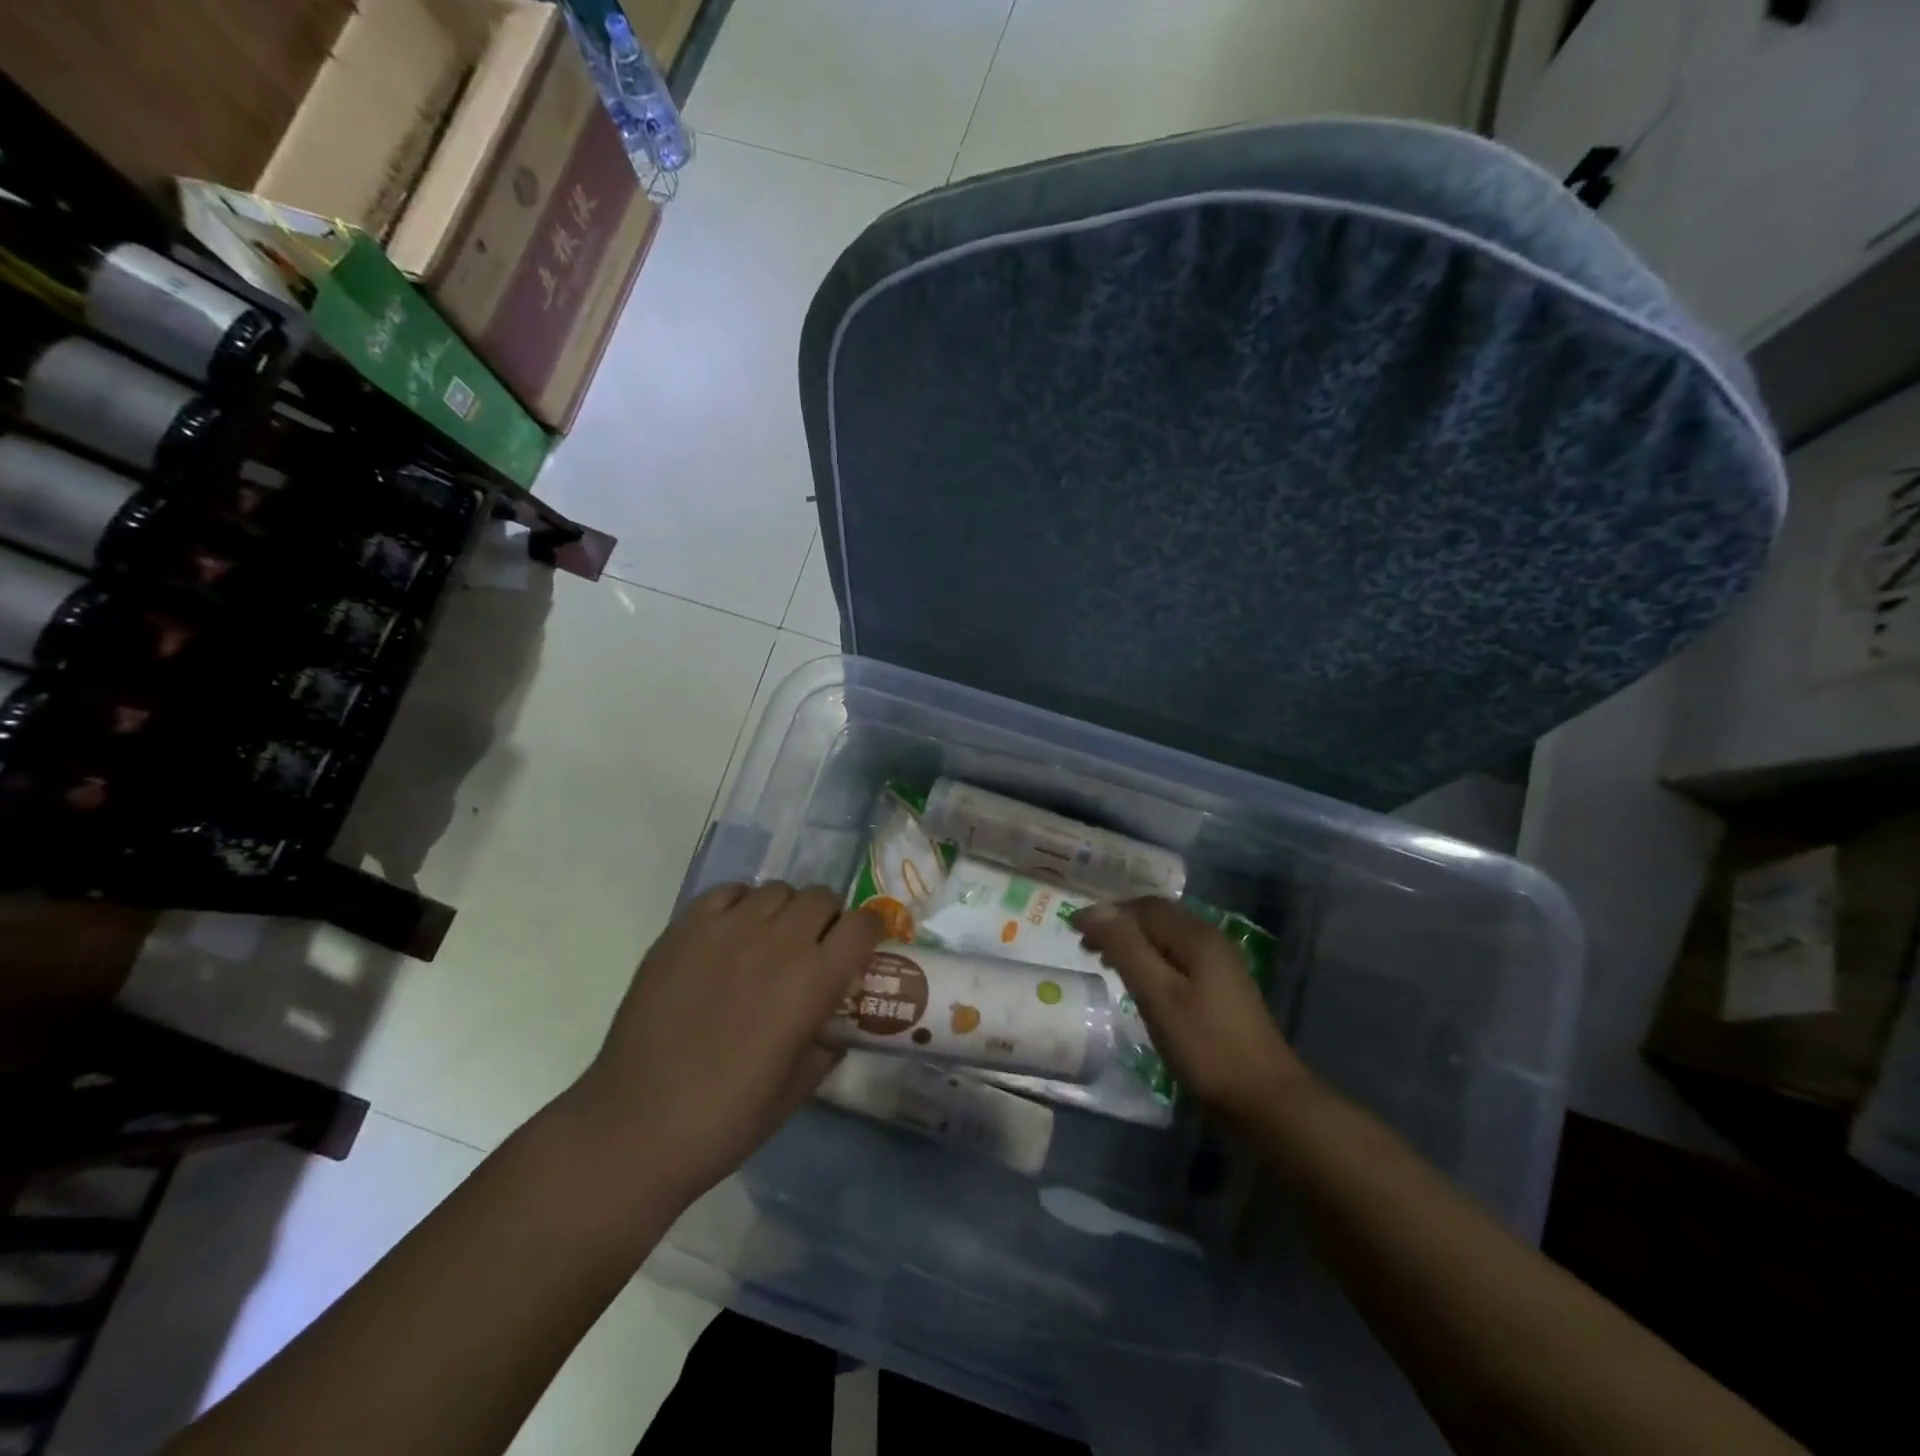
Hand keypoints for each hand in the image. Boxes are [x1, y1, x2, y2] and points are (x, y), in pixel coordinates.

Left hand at [568, 882, 884, 1205]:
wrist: (636, 1127)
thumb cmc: (727, 1119)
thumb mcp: (798, 1088)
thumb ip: (827, 1043)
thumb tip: (837, 1021)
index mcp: (814, 981)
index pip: (863, 924)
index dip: (869, 931)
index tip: (862, 947)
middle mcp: (778, 942)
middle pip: (821, 897)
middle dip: (827, 919)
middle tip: (812, 948)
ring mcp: (728, 929)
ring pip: (776, 890)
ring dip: (784, 911)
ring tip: (767, 942)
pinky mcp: (685, 929)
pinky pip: (727, 892)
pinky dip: (739, 905)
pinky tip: (729, 937)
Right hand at [1074, 897, 1310, 1122]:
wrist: (1266, 1100)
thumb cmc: (1205, 1046)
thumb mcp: (1158, 995)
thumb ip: (1125, 948)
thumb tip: (1093, 910)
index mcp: (1196, 936)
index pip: (1144, 907)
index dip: (1107, 912)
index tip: (1073, 929)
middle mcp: (1211, 940)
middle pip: (1157, 917)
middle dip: (1119, 924)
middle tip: (1085, 945)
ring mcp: (1221, 964)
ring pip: (1168, 938)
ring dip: (1134, 942)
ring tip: (1105, 961)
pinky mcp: (1222, 988)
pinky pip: (1178, 957)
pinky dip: (1151, 959)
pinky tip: (1141, 982)